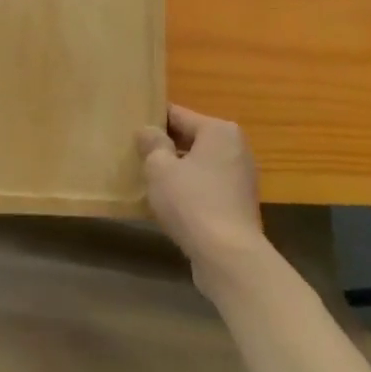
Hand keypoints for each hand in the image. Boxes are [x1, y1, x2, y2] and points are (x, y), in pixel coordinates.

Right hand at [139, 105, 266, 279]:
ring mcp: (241, 177)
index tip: (130, 127)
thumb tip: (148, 131)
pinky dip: (190, 190)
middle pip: (191, 138)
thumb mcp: (160, 168)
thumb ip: (152, 144)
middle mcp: (235, 147)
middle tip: (135, 154)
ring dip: (177, 170)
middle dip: (165, 146)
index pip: (178, 115)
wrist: (229, 257)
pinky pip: (207, 186)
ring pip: (199, 164)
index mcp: (219, 130)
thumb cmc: (192, 202)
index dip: (152, 120)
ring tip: (147, 179)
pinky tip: (168, 203)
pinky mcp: (239, 204)